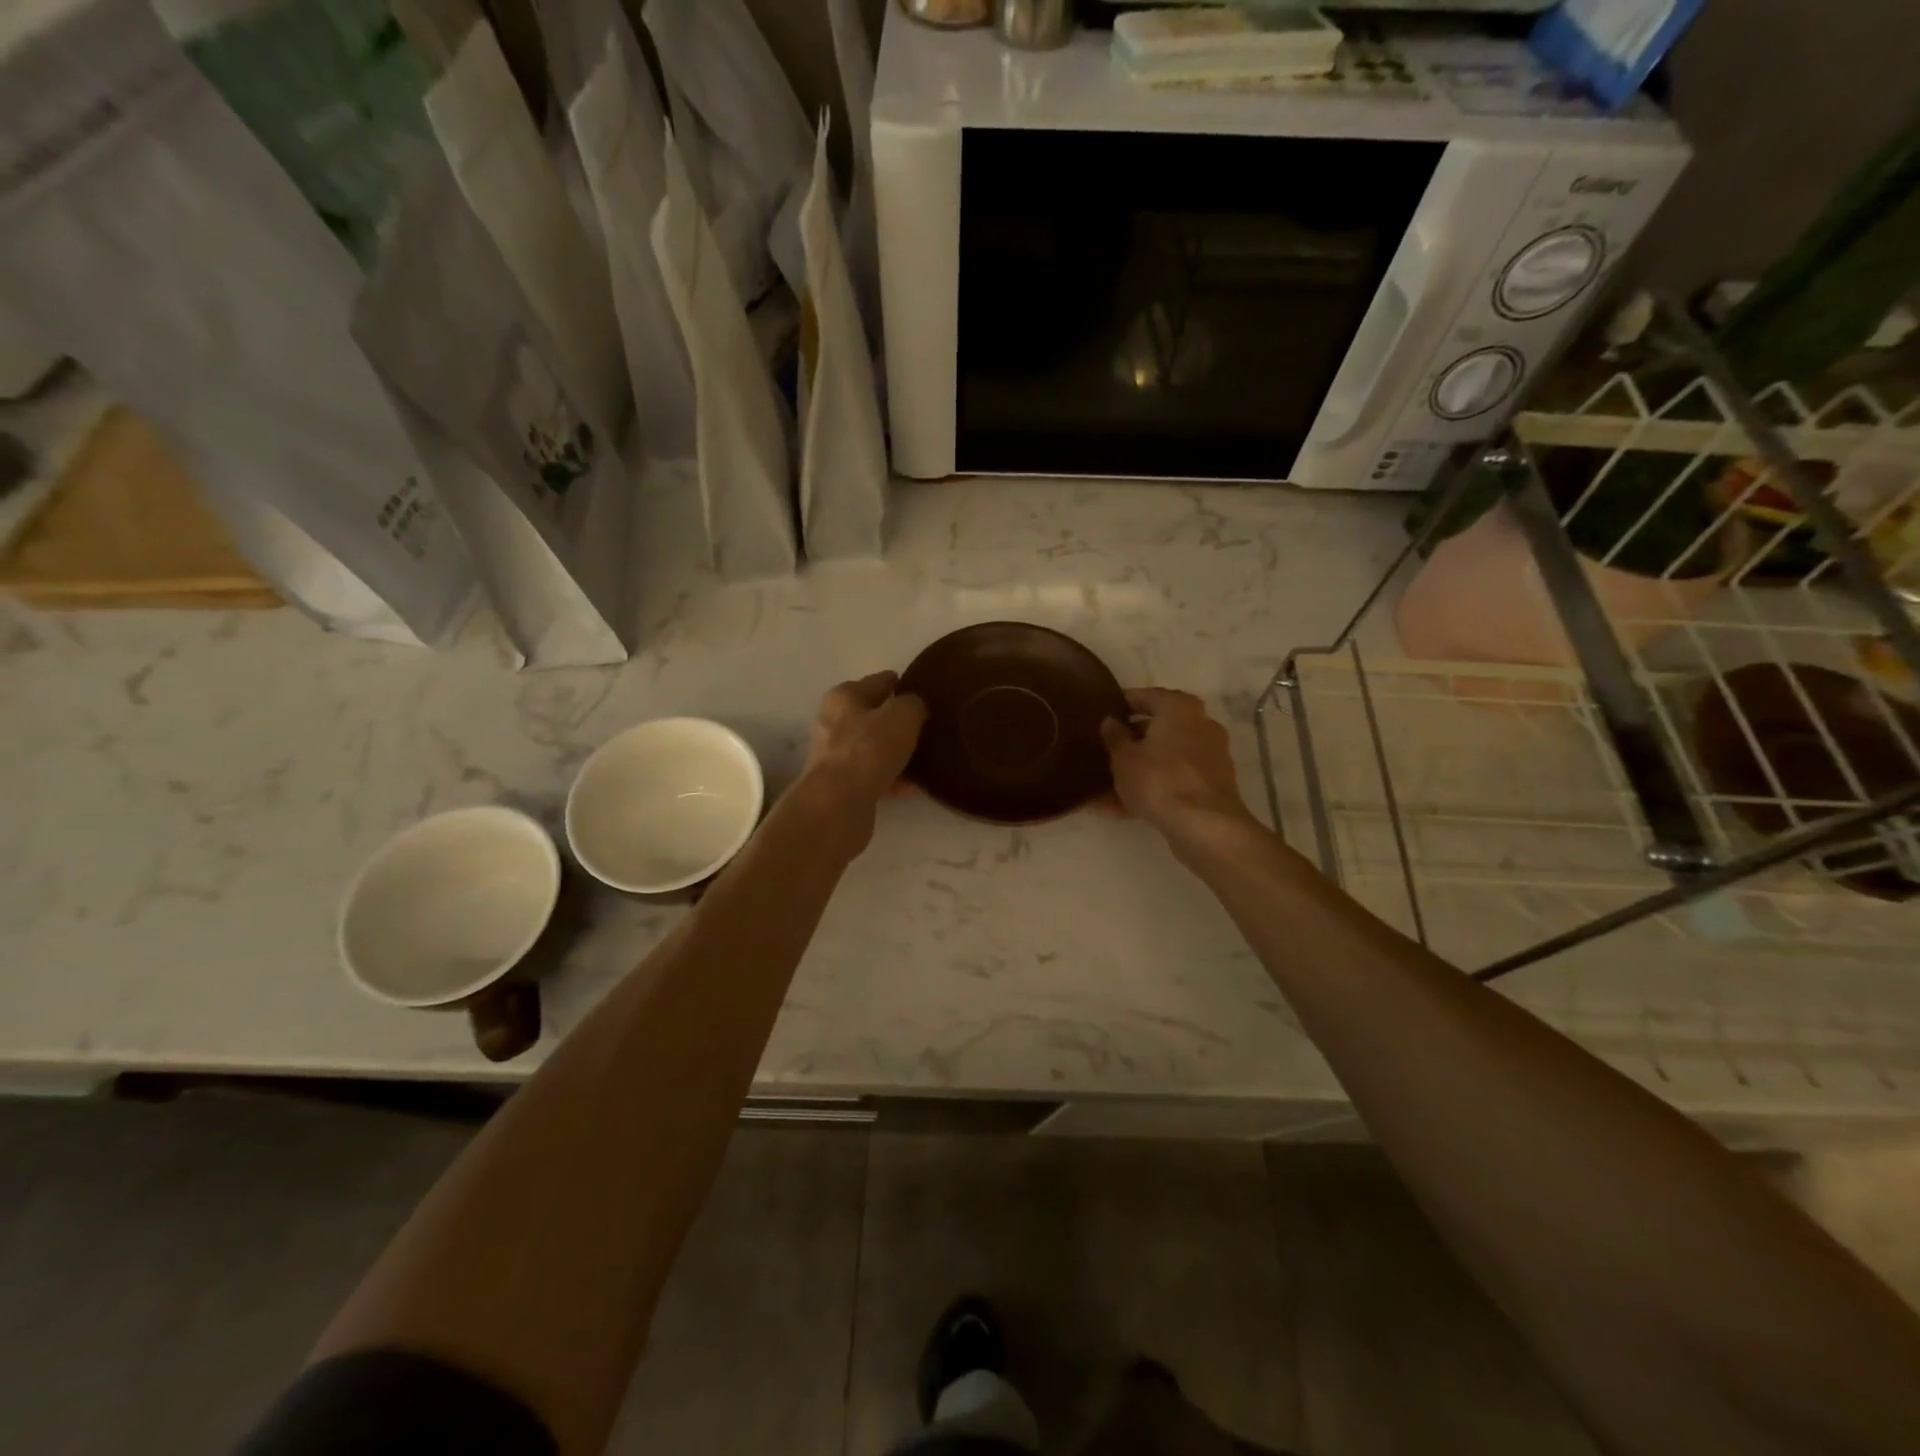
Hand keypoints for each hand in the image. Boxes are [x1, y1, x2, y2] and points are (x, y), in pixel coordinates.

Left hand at [797, 671, 927, 842]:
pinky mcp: (840, 784)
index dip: (905, 686)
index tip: (928, 698)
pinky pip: (872, 774)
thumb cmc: (869, 750)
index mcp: (845, 695)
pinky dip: (891, 778)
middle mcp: (834, 721)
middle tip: (929, 731)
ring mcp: (835, 754)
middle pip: (876, 715)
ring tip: (924, 761)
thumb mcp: (903, 716)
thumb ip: (913, 704)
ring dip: (897, 753)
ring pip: (875, 747)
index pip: (881, 681)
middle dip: (900, 723)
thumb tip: (914, 708)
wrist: (837, 805)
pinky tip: (910, 787)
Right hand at [1100, 688, 1255, 847]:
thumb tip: (1111, 721)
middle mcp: (1200, 725)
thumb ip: (1114, 736)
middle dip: (1132, 740)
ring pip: (1164, 759)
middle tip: (1105, 748)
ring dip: (1138, 770)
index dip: (1123, 703)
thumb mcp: (1123, 757)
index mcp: (1179, 708)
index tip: (1104, 711)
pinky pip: (1173, 781)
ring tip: (1105, 786)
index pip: (1147, 696)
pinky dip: (1151, 790)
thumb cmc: (1159, 779)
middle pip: (1159, 728)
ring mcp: (1208, 757)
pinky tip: (1120, 809)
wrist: (1204, 826)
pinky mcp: (1210, 786)